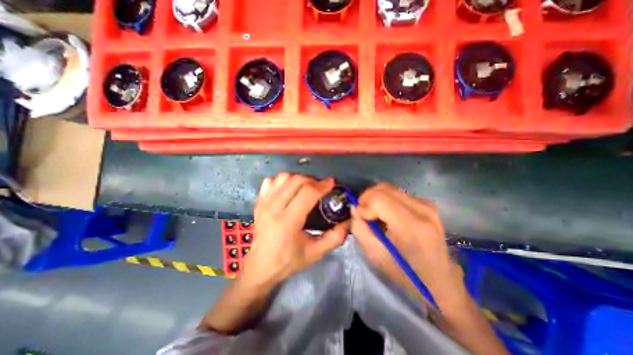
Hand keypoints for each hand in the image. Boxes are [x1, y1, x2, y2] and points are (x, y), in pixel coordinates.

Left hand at [243, 173, 351, 289]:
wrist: (260, 267)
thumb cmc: (289, 261)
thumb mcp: (316, 252)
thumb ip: (335, 237)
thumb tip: (348, 220)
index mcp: (288, 221)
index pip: (308, 193)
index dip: (322, 185)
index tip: (332, 183)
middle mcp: (273, 208)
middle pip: (296, 180)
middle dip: (312, 180)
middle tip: (320, 187)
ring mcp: (263, 203)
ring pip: (283, 177)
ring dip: (298, 178)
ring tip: (306, 187)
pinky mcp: (258, 202)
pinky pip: (271, 181)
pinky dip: (282, 181)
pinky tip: (288, 189)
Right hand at [349, 184, 462, 302]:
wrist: (439, 281)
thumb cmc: (405, 272)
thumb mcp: (375, 255)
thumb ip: (359, 228)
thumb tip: (355, 208)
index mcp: (410, 225)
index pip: (378, 198)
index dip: (364, 204)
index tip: (360, 217)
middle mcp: (422, 209)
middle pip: (384, 189)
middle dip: (367, 198)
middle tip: (363, 213)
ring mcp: (427, 205)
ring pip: (390, 189)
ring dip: (376, 198)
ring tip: (373, 214)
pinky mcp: (427, 204)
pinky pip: (398, 194)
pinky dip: (386, 200)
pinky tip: (386, 214)